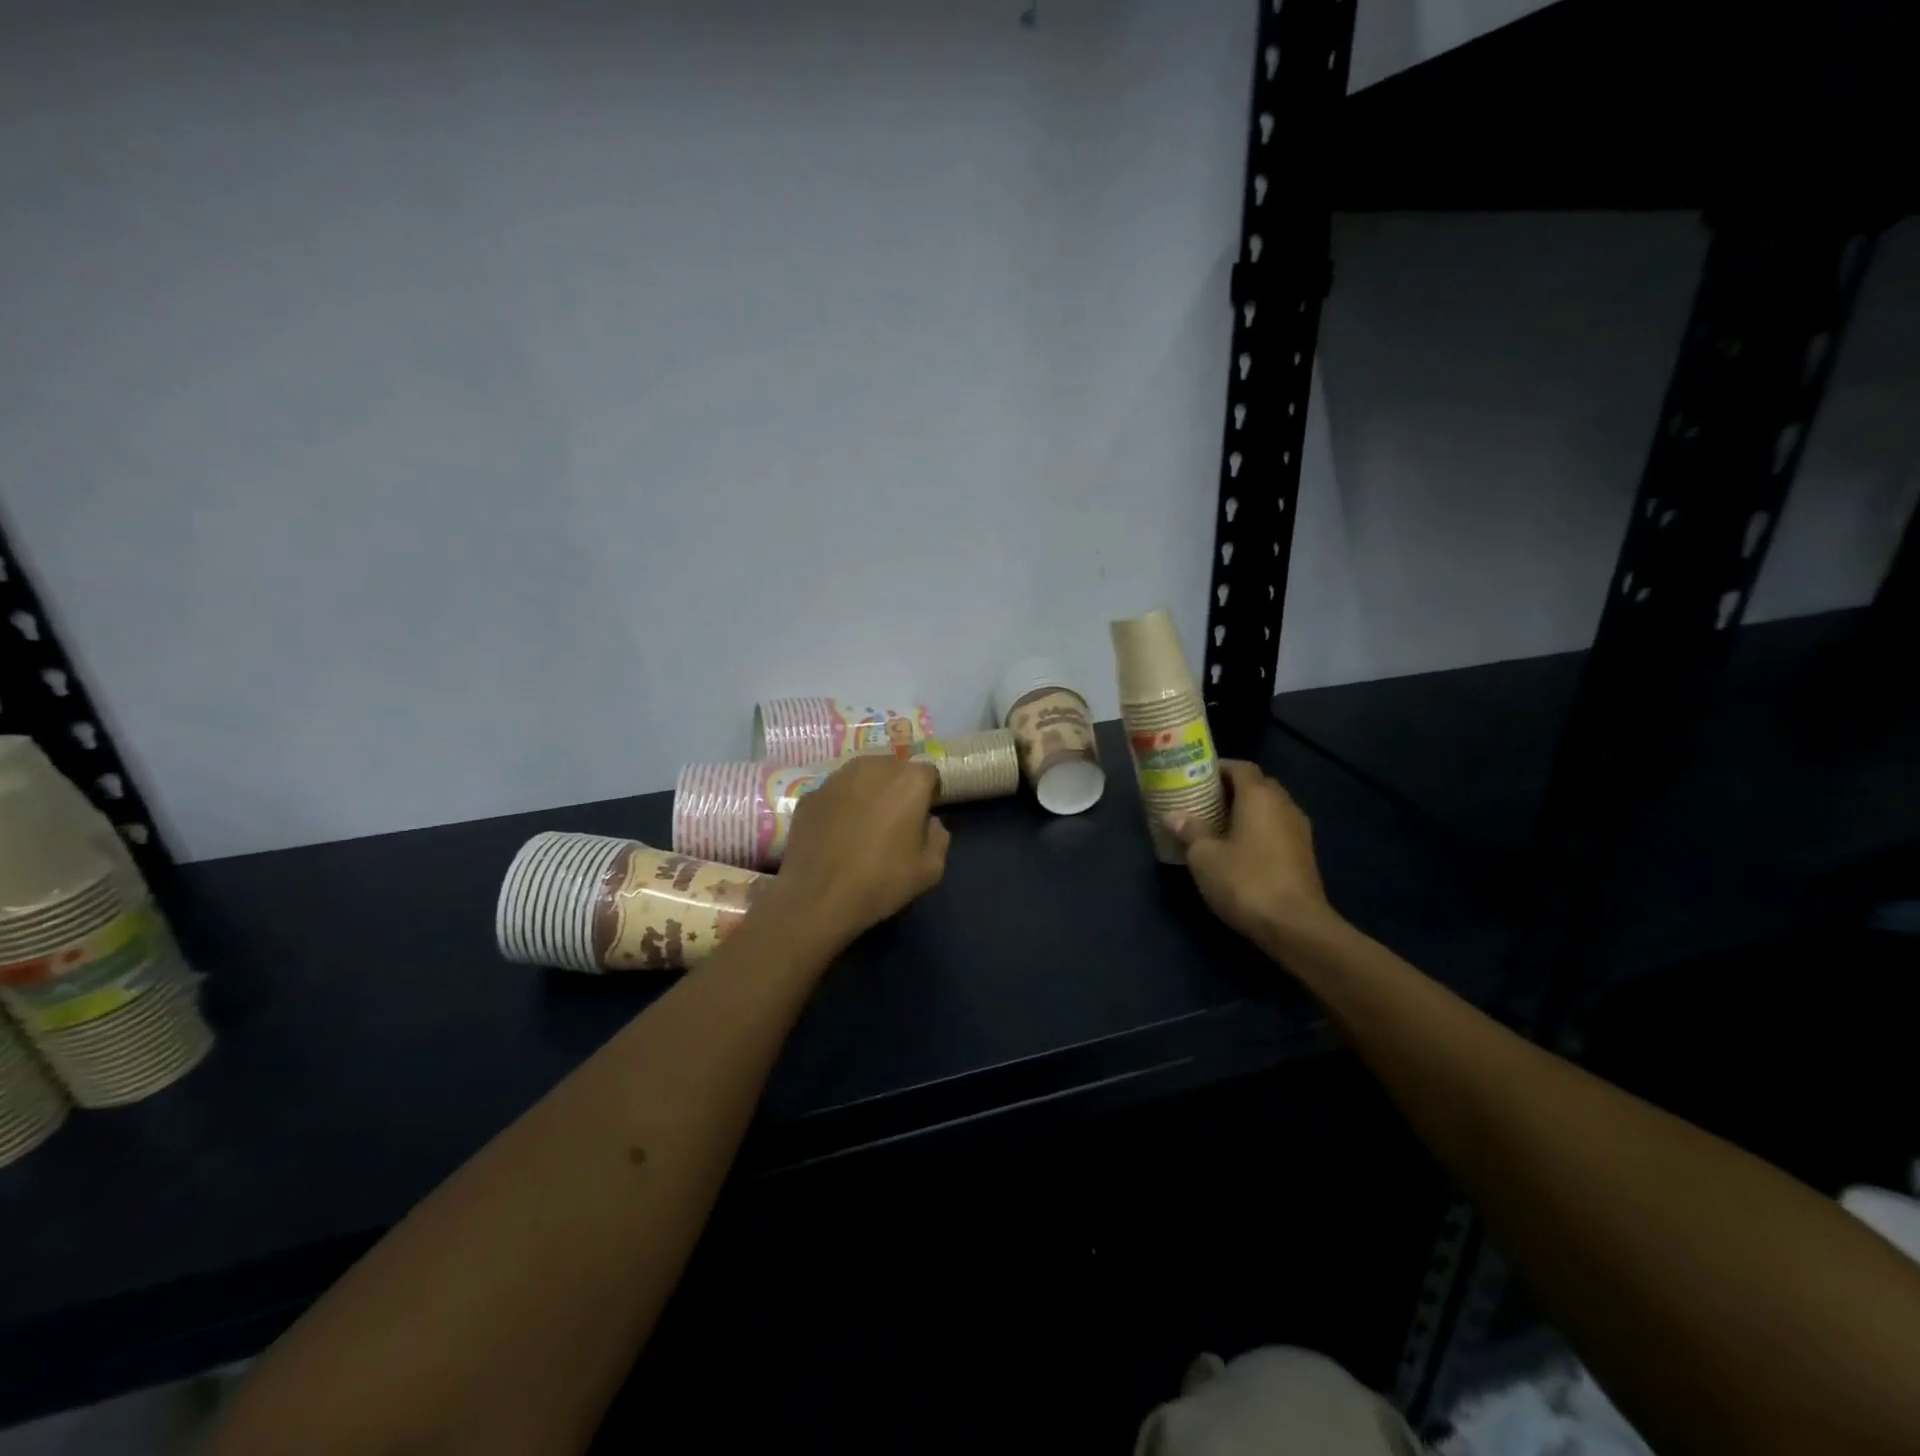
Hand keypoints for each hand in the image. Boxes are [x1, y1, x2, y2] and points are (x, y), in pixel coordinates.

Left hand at [765, 756, 949, 952]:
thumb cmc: (881, 881)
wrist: (818, 897)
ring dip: (867, 793)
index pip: (928, 774)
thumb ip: (939, 836)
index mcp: (909, 780)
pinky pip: (835, 794)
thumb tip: (928, 822)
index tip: (922, 819)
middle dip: (897, 789)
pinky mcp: (810, 794)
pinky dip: (840, 806)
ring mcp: (836, 778)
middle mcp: (873, 767)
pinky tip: (836, 835)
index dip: (928, 795)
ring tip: (863, 826)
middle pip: (893, 769)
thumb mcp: (931, 869)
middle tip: (894, 822)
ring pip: (862, 777)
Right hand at [1166, 760, 1339, 951]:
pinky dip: (1257, 831)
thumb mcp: (1205, 857)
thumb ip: (1190, 830)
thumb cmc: (1245, 882)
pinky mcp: (1303, 855)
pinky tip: (1238, 849)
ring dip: (1245, 812)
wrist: (1295, 927)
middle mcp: (1284, 805)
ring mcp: (1299, 831)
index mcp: (1260, 797)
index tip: (1194, 777)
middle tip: (1203, 801)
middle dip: (1231, 790)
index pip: (1240, 767)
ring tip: (1216, 825)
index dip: (1217, 768)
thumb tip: (1174, 816)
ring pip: (1269, 809)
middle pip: (1257, 785)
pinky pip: (1276, 829)